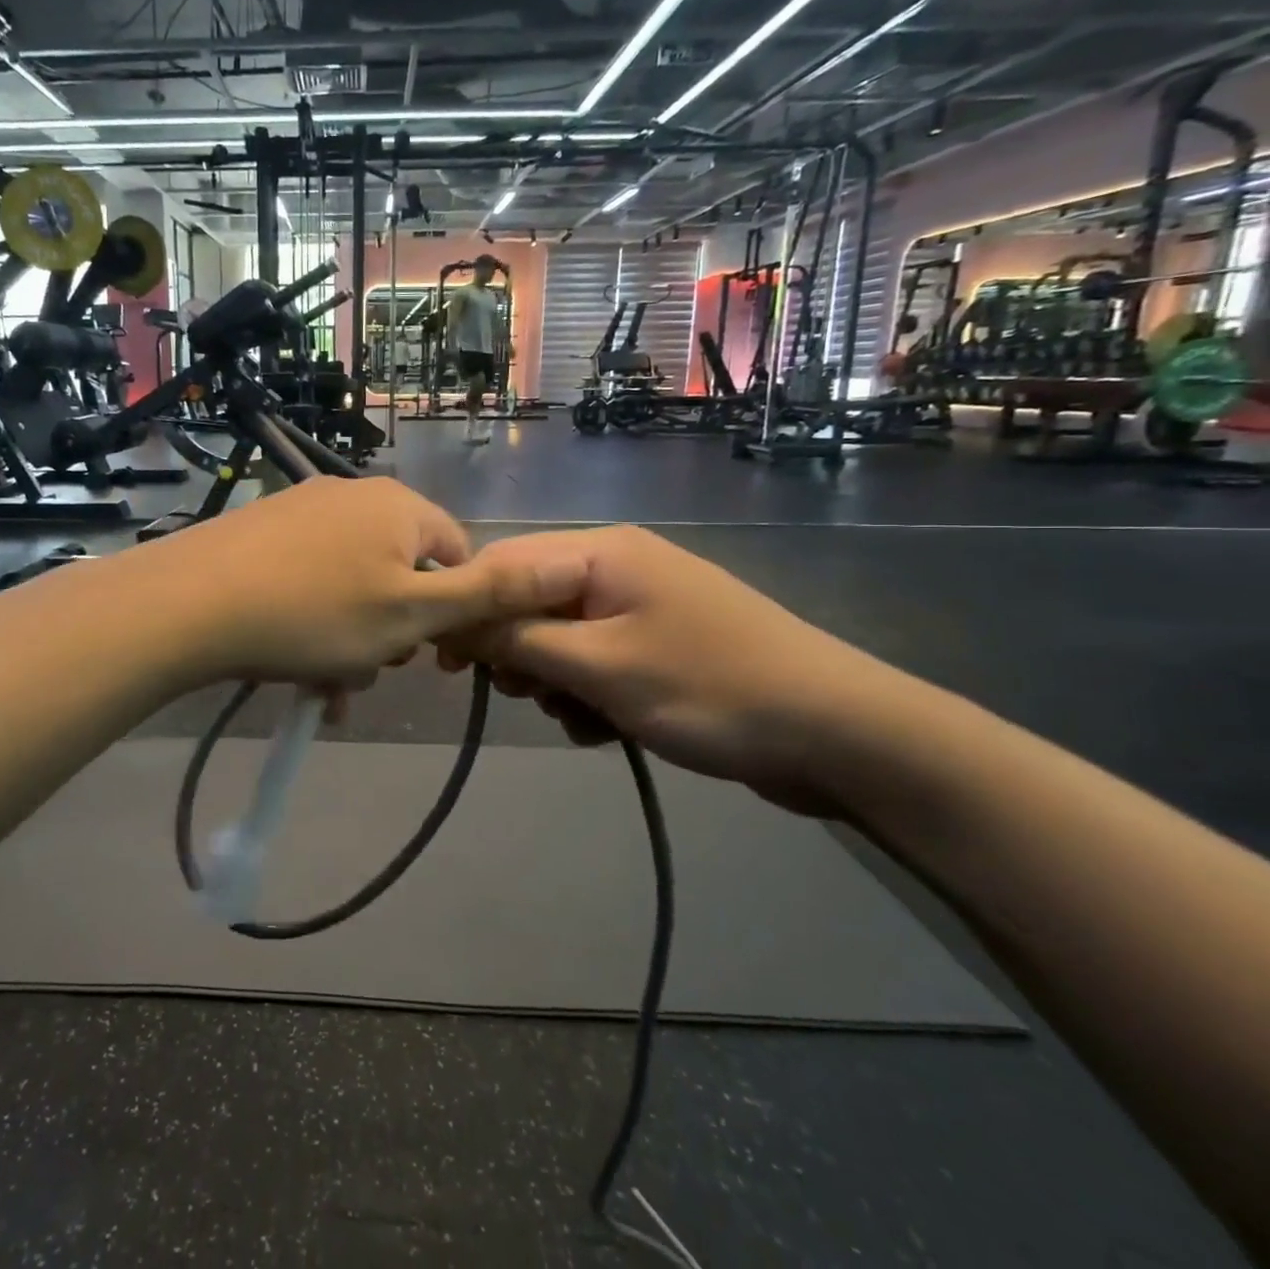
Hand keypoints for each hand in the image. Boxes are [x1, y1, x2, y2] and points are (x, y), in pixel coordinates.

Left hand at [154, 478, 589, 693]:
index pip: (456, 556)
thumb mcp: (412, 614)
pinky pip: (308, 579)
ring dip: (348, 638)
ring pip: (350, 585)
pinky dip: (310, 622)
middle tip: (361, 670)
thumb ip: (489, 594)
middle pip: (399, 573)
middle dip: (390, 629)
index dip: (447, 612)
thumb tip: (565, 565)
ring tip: (320, 681)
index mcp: (399, 507)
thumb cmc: (315, 614)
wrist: (191, 604)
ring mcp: (302, 509)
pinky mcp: (261, 530)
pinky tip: (290, 663)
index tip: (419, 654)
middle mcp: (354, 495)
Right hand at [439, 527, 903, 813]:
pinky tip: (606, 729)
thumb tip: (450, 624)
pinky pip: (597, 660)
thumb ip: (516, 641)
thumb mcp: (597, 667)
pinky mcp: (661, 642)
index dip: (466, 611)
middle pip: (530, 602)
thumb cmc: (708, 688)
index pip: (502, 564)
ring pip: (561, 638)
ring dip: (554, 682)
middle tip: (524, 696)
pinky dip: (589, 694)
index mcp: (601, 552)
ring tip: (579, 719)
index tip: (446, 665)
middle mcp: (617, 565)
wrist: (838, 733)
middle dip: (516, 654)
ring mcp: (642, 605)